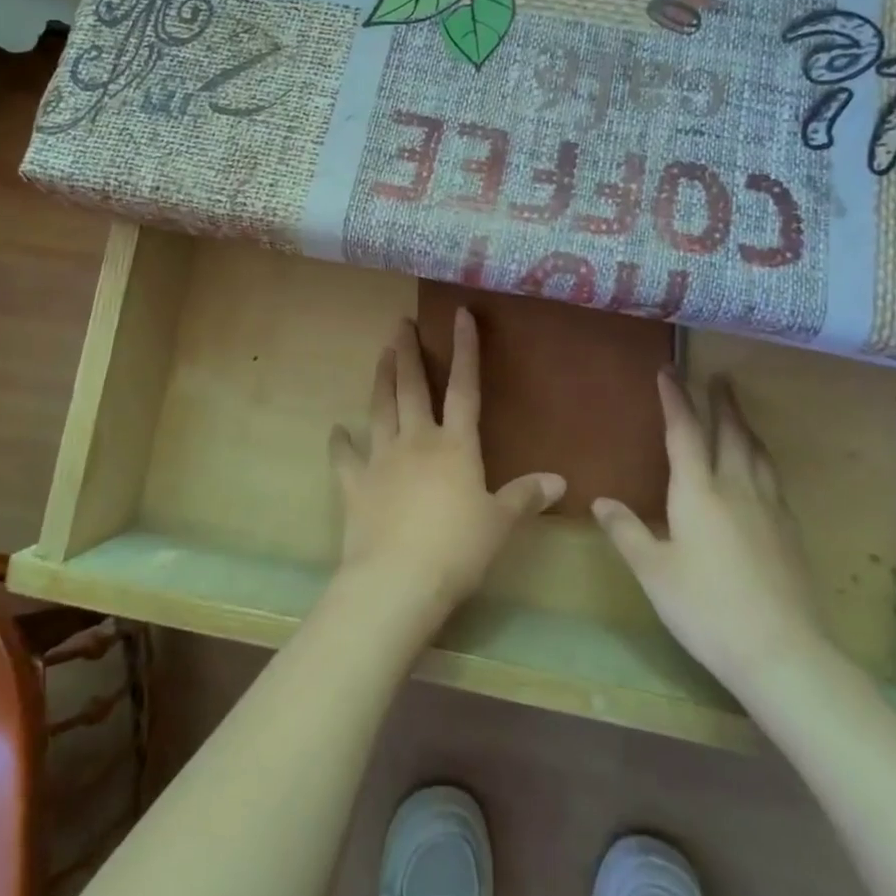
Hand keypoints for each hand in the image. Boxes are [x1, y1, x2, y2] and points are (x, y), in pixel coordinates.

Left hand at [329, 310, 563, 622]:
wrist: (397, 579)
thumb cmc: (457, 549)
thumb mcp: (500, 524)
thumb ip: (526, 497)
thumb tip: (559, 480)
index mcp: (455, 445)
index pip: (464, 387)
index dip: (465, 350)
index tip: (460, 315)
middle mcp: (416, 441)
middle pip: (412, 388)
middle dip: (407, 353)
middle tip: (400, 323)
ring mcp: (381, 460)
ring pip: (379, 409)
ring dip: (380, 380)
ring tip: (381, 355)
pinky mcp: (355, 484)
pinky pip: (345, 457)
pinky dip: (340, 443)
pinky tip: (336, 430)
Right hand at [593, 372, 824, 692]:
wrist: (782, 651)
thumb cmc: (705, 607)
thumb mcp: (653, 571)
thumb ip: (627, 532)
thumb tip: (601, 501)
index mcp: (698, 492)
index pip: (684, 432)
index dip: (675, 399)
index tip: (669, 370)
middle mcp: (735, 488)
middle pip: (729, 432)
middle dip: (721, 402)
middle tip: (718, 376)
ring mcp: (768, 508)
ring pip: (756, 452)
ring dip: (745, 425)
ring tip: (739, 411)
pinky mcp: (789, 530)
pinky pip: (772, 477)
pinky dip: (761, 457)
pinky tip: (760, 469)